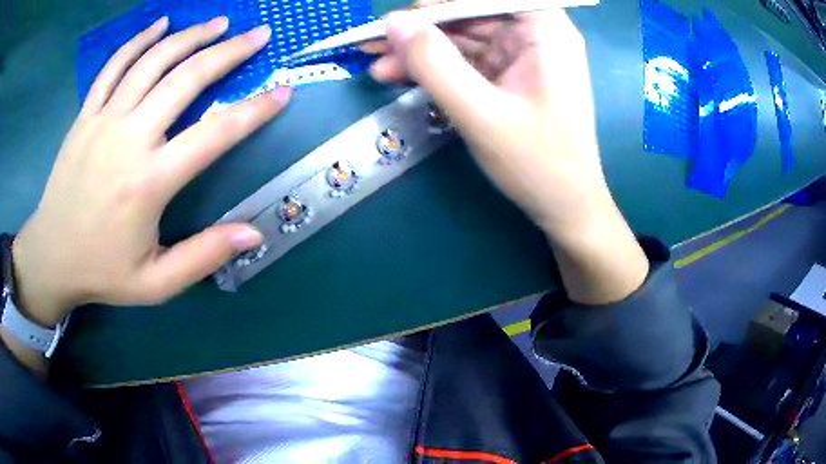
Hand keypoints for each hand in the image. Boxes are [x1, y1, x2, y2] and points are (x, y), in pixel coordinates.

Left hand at [12, 17, 290, 327]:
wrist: (51, 258)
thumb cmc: (102, 272)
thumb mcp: (156, 283)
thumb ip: (202, 256)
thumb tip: (254, 233)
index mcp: (149, 182)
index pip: (214, 135)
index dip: (253, 111)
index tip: (282, 92)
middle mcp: (128, 138)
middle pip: (185, 80)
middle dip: (228, 53)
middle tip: (258, 35)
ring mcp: (104, 120)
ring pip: (152, 62)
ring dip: (189, 36)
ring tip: (219, 22)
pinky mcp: (85, 116)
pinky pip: (113, 66)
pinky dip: (138, 40)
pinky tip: (159, 24)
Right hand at [367, 7, 648, 303]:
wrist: (565, 207)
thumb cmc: (537, 162)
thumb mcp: (480, 112)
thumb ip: (434, 64)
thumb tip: (392, 22)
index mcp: (543, 29)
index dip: (437, 4)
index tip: (396, 19)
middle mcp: (535, 34)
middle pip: (468, 15)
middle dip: (420, 30)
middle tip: (372, 43)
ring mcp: (521, 55)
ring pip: (461, 39)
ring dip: (420, 51)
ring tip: (377, 66)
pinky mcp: (509, 76)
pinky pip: (465, 62)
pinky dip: (434, 69)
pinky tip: (400, 76)